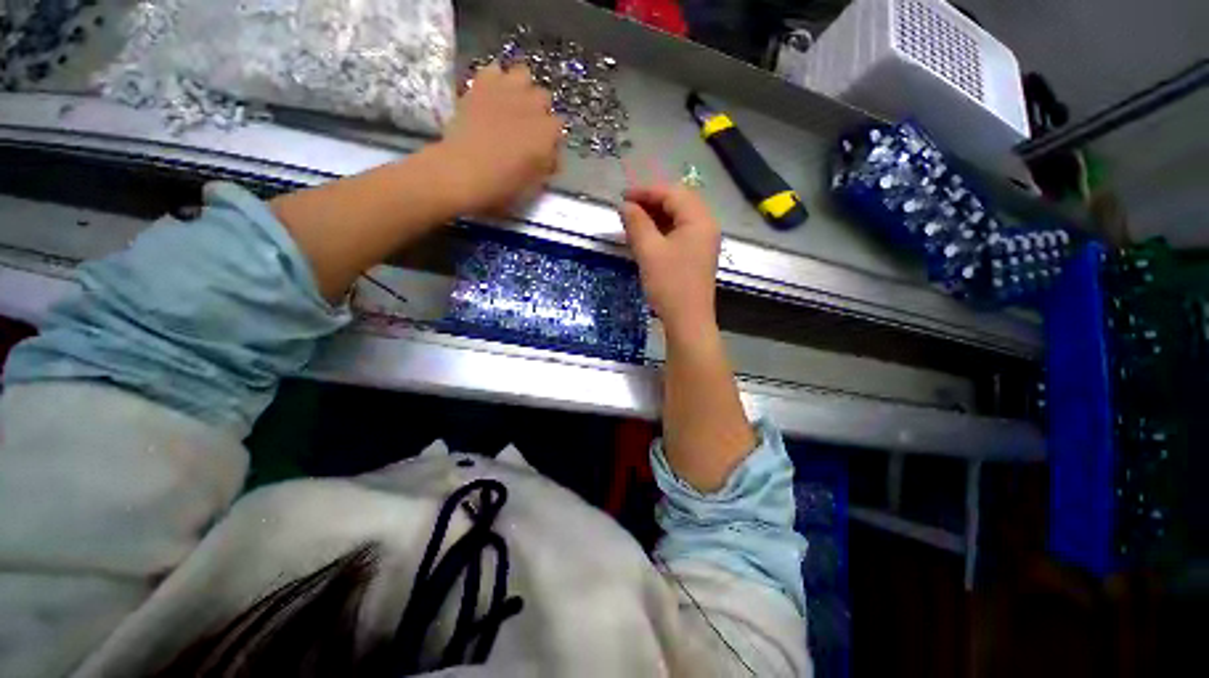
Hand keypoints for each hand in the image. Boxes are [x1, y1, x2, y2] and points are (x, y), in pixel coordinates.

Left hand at [439, 64, 562, 214]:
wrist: (462, 171)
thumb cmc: (502, 186)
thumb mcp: (534, 185)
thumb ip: (546, 165)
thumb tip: (550, 155)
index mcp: (548, 133)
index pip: (559, 127)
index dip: (552, 139)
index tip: (544, 150)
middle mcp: (533, 106)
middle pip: (544, 98)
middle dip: (538, 110)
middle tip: (527, 127)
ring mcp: (507, 90)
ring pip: (523, 75)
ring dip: (521, 88)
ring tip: (512, 104)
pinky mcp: (481, 85)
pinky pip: (494, 70)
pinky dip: (494, 80)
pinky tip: (490, 95)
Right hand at [620, 184, 721, 338]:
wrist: (688, 321)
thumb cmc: (669, 284)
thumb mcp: (649, 251)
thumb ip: (636, 223)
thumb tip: (625, 205)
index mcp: (699, 219)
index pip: (672, 192)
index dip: (645, 191)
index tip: (621, 197)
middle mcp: (706, 225)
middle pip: (678, 202)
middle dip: (651, 201)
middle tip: (627, 208)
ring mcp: (704, 241)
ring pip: (679, 218)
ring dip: (656, 216)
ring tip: (633, 221)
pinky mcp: (697, 255)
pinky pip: (680, 233)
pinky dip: (662, 230)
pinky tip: (647, 236)